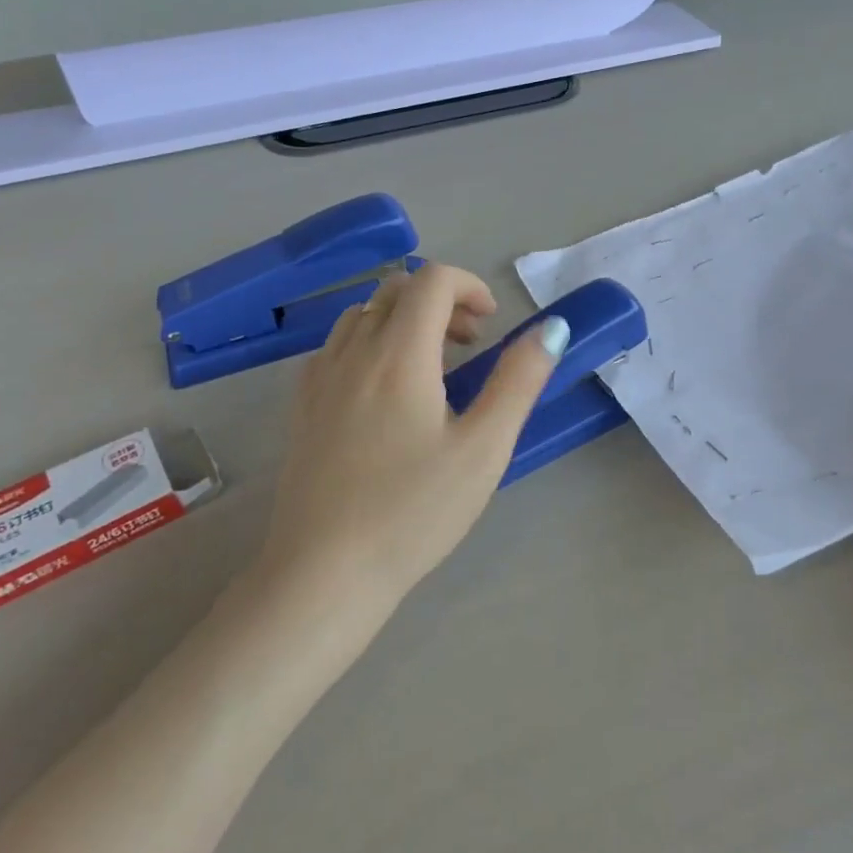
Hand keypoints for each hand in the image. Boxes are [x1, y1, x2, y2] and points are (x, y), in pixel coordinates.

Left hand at [260, 263, 567, 607]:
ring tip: (431, 367)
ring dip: (402, 320)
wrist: (324, 572)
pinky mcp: (301, 407)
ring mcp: (319, 378)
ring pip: (361, 314)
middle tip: (469, 344)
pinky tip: (384, 392)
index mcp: (399, 354)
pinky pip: (336, 346)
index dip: (469, 286)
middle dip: (440, 300)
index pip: (432, 279)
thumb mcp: (484, 448)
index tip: (491, 324)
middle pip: (395, 289)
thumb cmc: (413, 512)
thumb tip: (551, 328)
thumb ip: (519, 381)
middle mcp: (353, 352)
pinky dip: (368, 343)